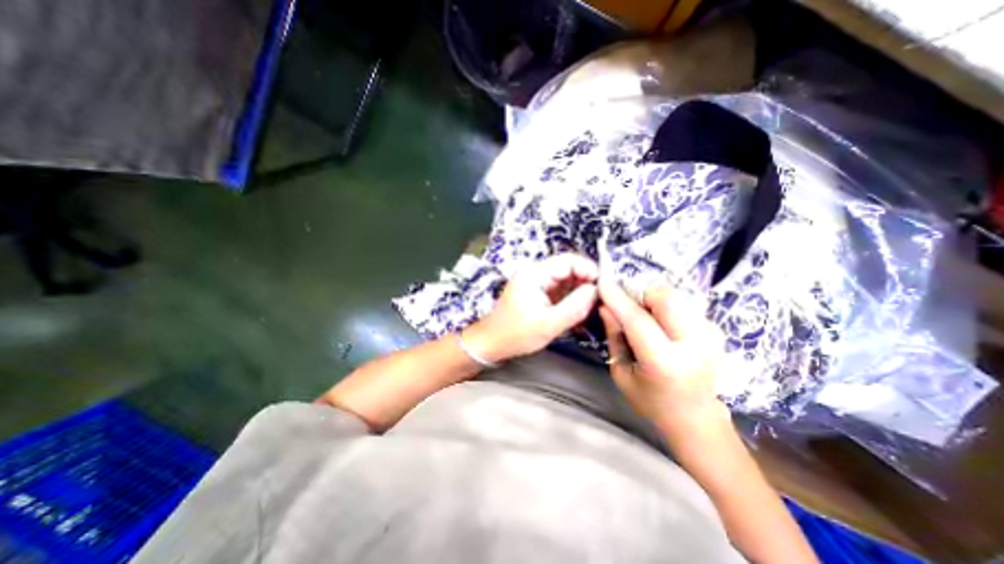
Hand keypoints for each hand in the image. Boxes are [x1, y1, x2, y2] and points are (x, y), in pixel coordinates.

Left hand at [463, 256, 594, 364]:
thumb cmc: (517, 334)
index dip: (588, 269)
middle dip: (586, 281)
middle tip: (600, 299)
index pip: (568, 260)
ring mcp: (536, 282)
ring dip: (580, 291)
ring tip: (592, 306)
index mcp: (535, 274)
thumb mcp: (549, 324)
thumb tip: (595, 290)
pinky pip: (559, 289)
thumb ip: (575, 306)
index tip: (603, 287)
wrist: (491, 343)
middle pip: (568, 268)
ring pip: (565, 279)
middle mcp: (535, 272)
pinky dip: (571, 297)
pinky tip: (580, 310)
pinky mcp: (537, 292)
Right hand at [594, 280, 731, 434]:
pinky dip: (665, 305)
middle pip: (665, 298)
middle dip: (640, 293)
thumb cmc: (651, 401)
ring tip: (644, 316)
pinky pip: (683, 303)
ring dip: (652, 299)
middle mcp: (693, 345)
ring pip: (675, 296)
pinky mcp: (716, 330)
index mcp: (664, 362)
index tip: (602, 282)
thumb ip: (614, 336)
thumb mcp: (621, 373)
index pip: (637, 319)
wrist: (696, 419)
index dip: (617, 298)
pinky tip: (660, 323)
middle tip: (627, 303)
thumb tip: (606, 306)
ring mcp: (710, 336)